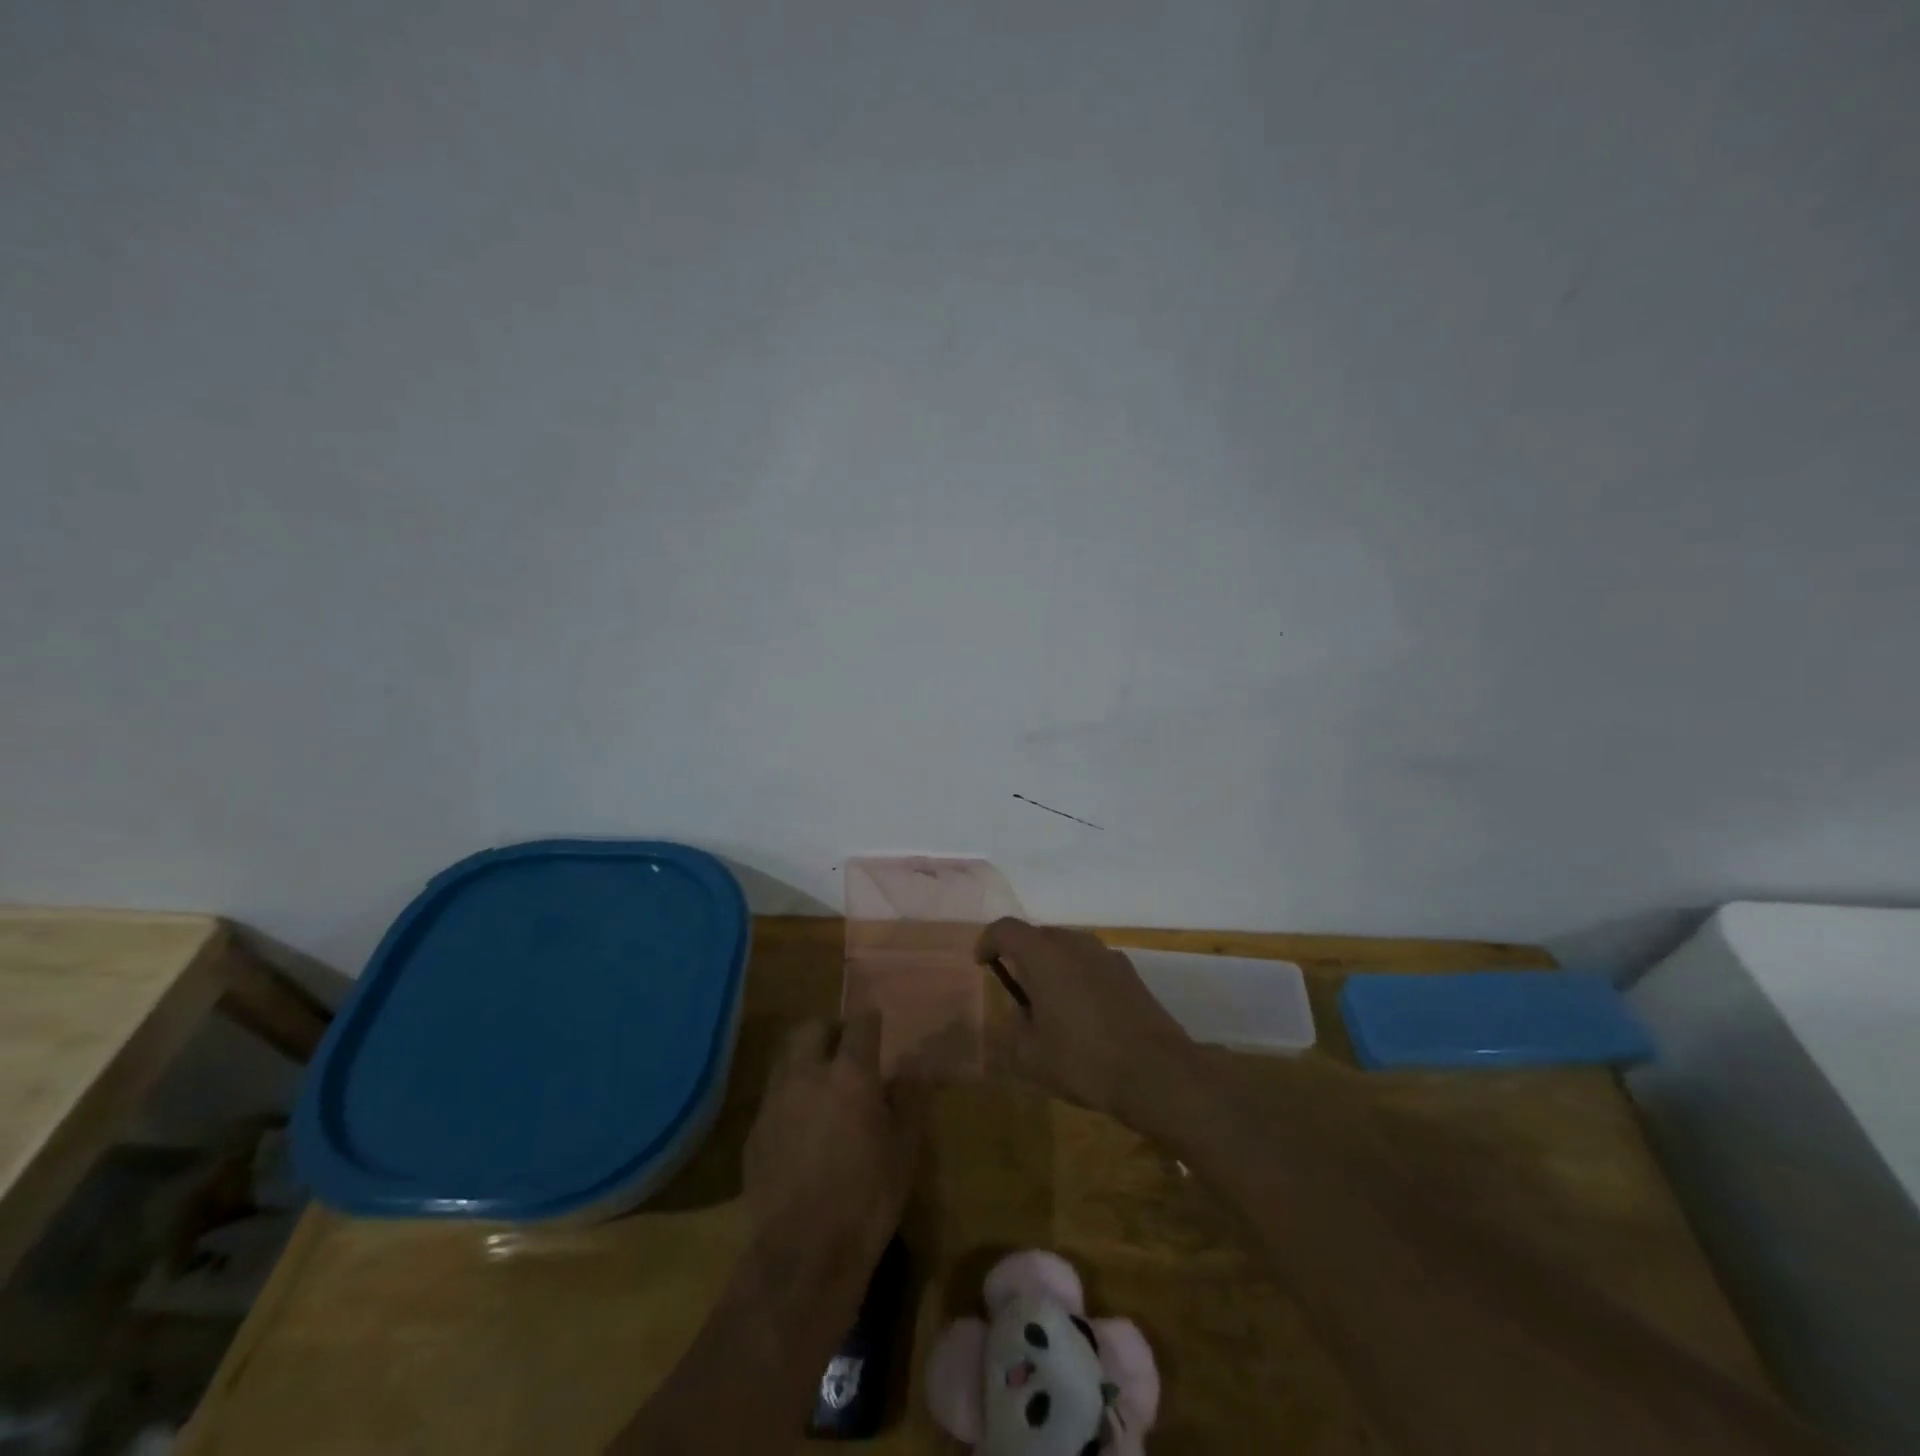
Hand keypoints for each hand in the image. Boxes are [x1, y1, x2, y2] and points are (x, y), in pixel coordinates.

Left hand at [743, 1015, 923, 1258]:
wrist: (802, 1255)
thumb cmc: (867, 1199)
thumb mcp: (905, 1151)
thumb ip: (910, 1101)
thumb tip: (912, 1069)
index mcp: (850, 1075)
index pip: (860, 1024)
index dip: (870, 1021)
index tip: (878, 1027)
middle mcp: (807, 1075)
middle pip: (811, 1028)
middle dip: (829, 1030)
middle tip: (845, 1048)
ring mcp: (774, 1102)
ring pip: (785, 1058)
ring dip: (804, 1058)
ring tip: (821, 1083)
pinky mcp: (754, 1133)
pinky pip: (772, 1096)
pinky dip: (788, 1095)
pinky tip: (800, 1125)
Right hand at [974, 918, 1196, 1121]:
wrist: (1156, 1073)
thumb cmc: (1083, 1060)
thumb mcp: (1030, 1056)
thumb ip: (1013, 1028)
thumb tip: (1019, 1015)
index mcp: (1044, 954)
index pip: (1005, 929)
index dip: (988, 941)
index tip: (982, 964)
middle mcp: (1075, 943)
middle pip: (1039, 936)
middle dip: (1022, 956)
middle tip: (1017, 990)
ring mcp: (1107, 954)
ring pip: (1068, 948)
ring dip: (1053, 967)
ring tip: (1051, 1005)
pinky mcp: (1130, 973)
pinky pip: (1092, 964)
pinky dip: (1079, 978)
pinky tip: (1084, 1015)